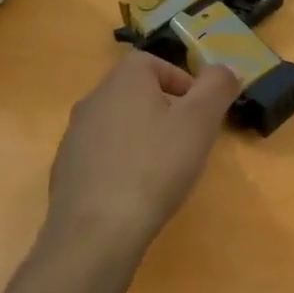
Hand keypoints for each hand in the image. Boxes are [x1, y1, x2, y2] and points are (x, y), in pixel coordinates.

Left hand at [44, 51, 239, 254]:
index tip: (200, 110)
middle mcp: (93, 101)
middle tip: (188, 140)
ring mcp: (74, 137)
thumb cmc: (155, 167)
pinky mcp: (67, 170)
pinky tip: (137, 191)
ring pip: (117, 125)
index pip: (151, 62)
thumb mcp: (200, 122)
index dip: (180, 80)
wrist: (97, 230)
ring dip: (143, 137)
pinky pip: (102, 155)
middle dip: (164, 110)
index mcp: (123, 81)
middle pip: (133, 93)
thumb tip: (226, 69)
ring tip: (165, 169)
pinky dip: (122, 163)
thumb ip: (217, 88)